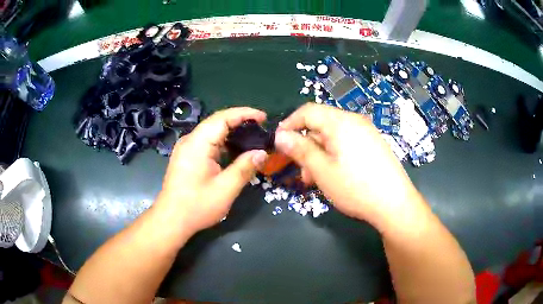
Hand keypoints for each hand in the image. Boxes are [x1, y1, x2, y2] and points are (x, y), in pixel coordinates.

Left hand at [156, 107, 268, 234]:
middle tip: (261, 129)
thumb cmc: (197, 206)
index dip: (244, 114)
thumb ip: (245, 168)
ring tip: (252, 138)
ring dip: (232, 133)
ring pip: (212, 132)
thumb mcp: (225, 189)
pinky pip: (207, 142)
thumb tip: (262, 153)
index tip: (263, 117)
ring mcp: (186, 148)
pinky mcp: (186, 157)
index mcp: (198, 143)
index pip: (223, 118)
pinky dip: (223, 143)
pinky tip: (234, 151)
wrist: (171, 220)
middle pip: (217, 122)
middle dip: (240, 122)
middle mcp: (190, 140)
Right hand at [275, 103, 426, 230]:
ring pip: (334, 136)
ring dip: (319, 153)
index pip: (308, 111)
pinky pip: (347, 143)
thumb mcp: (321, 170)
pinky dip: (335, 155)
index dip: (290, 124)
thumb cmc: (355, 187)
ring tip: (316, 179)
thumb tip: (280, 136)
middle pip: (321, 124)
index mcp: (340, 122)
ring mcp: (367, 132)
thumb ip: (300, 149)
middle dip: (306, 145)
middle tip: (300, 170)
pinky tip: (335, 175)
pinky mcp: (374, 144)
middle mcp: (354, 121)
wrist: (394, 204)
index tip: (279, 142)